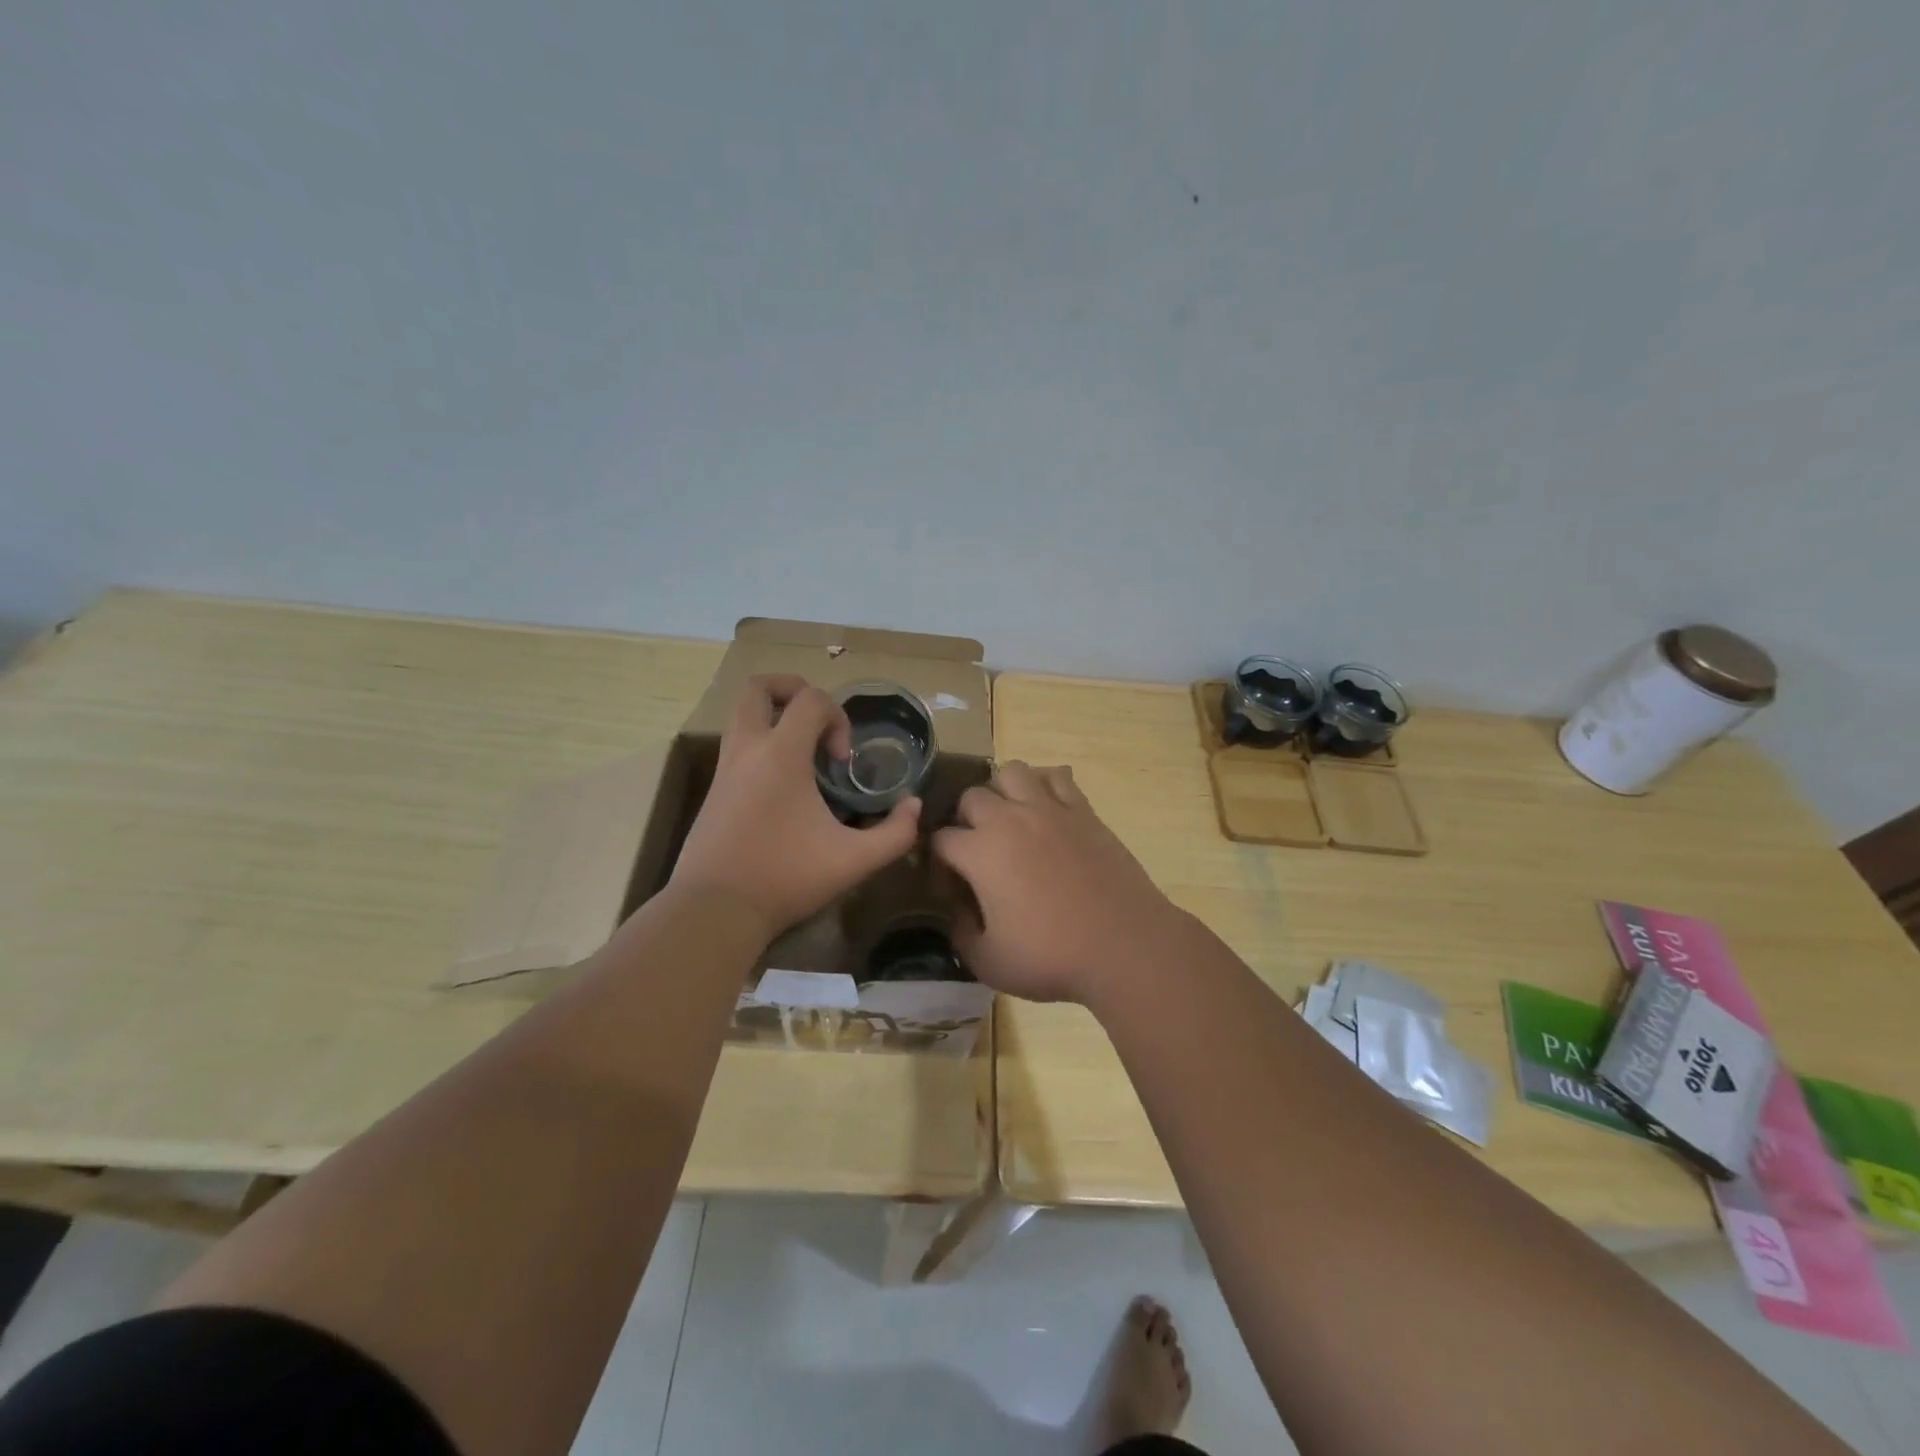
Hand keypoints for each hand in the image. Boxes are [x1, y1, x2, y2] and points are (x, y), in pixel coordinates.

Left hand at [671, 675, 920, 940]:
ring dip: (775, 717)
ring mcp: (724, 768)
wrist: (714, 911)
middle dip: (793, 690)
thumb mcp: (855, 861)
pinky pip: (737, 745)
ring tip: (804, 751)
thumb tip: (912, 806)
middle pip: (759, 687)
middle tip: (817, 721)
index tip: (843, 762)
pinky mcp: (712, 790)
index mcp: (780, 754)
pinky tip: (784, 785)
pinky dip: (762, 745)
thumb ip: (896, 833)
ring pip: (742, 714)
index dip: (838, 718)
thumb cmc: (786, 878)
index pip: (811, 699)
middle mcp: (747, 749)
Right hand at [931, 762, 1189, 1004]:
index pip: (940, 839)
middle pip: (971, 797)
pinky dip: (1044, 786)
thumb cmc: (1051, 958)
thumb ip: (960, 932)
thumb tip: (957, 910)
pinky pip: (1056, 778)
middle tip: (978, 852)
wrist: (1125, 946)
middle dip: (965, 821)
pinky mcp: (1083, 811)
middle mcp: (1009, 819)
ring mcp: (1049, 810)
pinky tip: (1046, 812)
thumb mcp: (988, 961)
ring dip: (1001, 792)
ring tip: (1009, 820)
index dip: (939, 862)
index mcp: (980, 852)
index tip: (952, 886)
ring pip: (1011, 772)